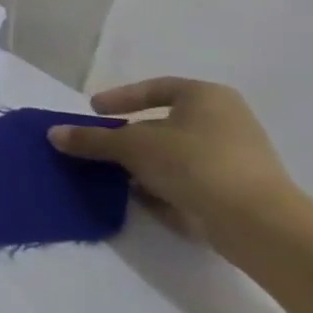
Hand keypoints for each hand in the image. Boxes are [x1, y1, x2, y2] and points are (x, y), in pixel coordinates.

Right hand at [48, 78, 305, 241]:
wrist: (258, 223)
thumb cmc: (193, 163)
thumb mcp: (130, 146)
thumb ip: (91, 139)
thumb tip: (54, 134)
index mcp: (207, 98)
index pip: (156, 88)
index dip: (121, 97)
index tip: (95, 111)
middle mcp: (227, 121)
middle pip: (163, 123)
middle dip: (128, 136)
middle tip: (99, 146)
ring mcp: (237, 158)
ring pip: (174, 154)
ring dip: (142, 163)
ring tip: (112, 174)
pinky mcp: (238, 191)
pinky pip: (189, 180)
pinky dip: (162, 184)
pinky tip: (139, 196)